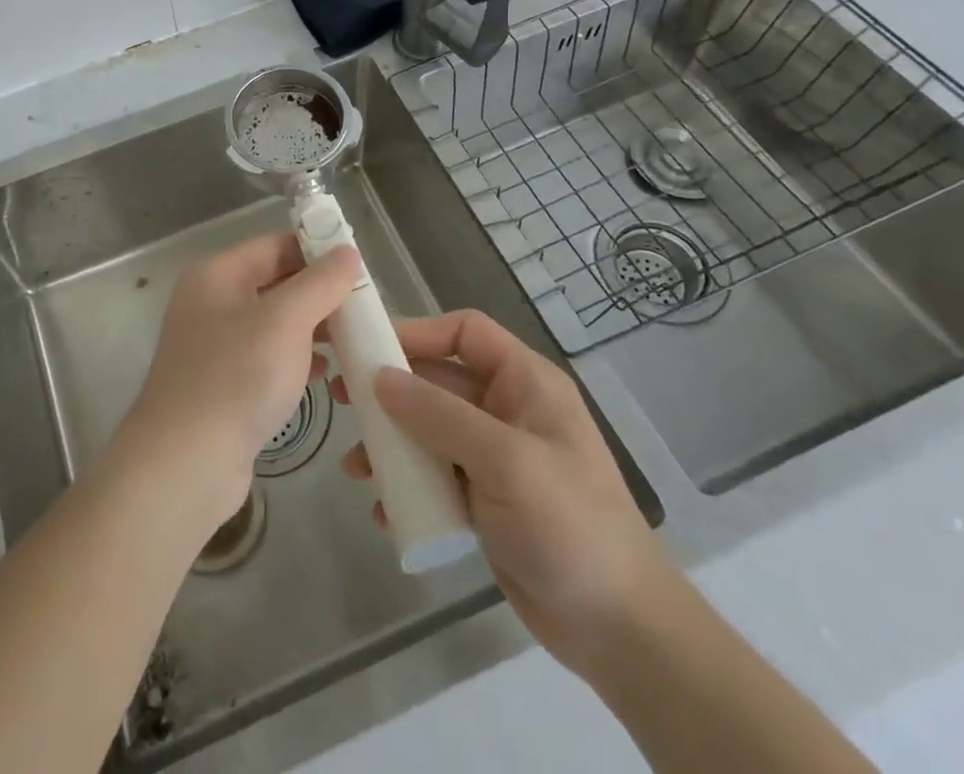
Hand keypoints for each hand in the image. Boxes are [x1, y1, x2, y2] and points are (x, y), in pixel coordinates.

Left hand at [119, 233, 356, 533]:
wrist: (186, 463)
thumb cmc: (236, 377)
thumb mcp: (285, 320)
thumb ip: (319, 283)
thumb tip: (347, 252)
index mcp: (217, 274)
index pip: (275, 245)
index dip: (317, 250)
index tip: (360, 266)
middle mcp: (212, 301)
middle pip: (275, 281)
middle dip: (319, 292)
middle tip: (364, 306)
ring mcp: (215, 345)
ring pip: (274, 322)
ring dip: (312, 327)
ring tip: (353, 339)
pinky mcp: (223, 383)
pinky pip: (267, 357)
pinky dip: (296, 359)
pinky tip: (324, 374)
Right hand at [334, 309, 675, 676]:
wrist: (621, 632)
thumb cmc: (570, 526)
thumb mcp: (504, 461)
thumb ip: (439, 415)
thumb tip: (380, 378)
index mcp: (525, 383)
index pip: (464, 332)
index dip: (417, 331)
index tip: (369, 347)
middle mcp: (508, 410)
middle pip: (438, 380)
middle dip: (390, 391)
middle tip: (342, 401)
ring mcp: (495, 456)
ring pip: (429, 430)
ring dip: (391, 442)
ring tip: (355, 466)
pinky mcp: (485, 499)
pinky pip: (435, 475)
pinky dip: (407, 485)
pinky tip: (384, 509)